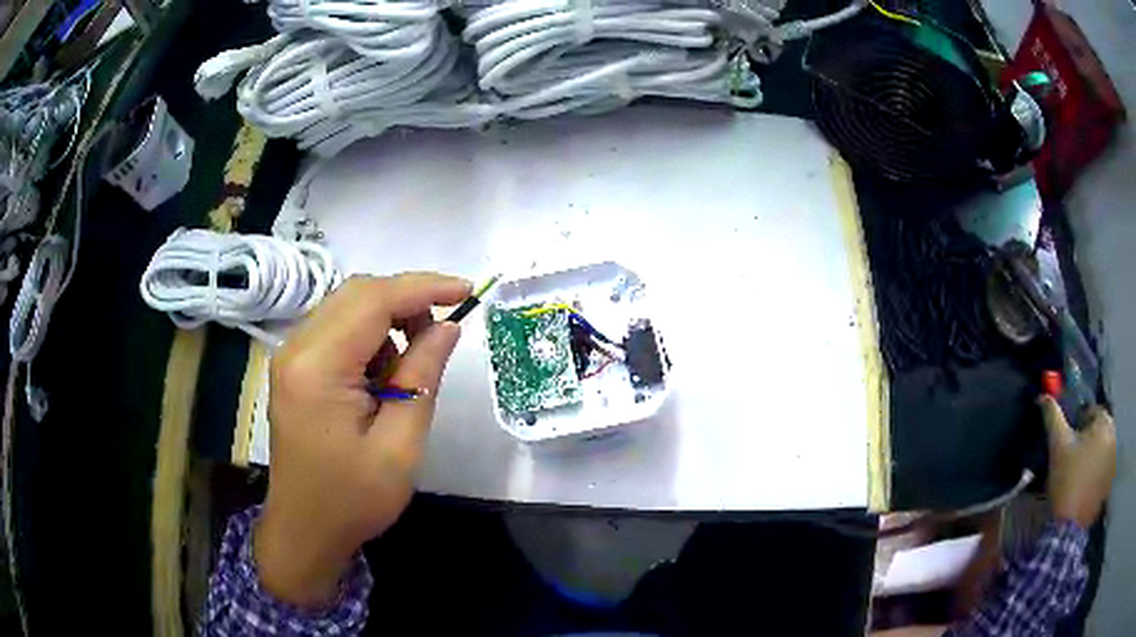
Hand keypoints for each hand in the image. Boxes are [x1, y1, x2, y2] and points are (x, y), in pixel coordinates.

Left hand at [254, 273, 470, 606]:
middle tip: (441, 333)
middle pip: (357, 294)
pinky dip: (369, 338)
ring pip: (347, 307)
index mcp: (318, 368)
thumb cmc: (352, 500)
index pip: (373, 300)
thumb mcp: (399, 446)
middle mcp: (296, 349)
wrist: (305, 530)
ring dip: (387, 321)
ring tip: (409, 369)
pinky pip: (337, 330)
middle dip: (406, 301)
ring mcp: (291, 356)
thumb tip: (447, 327)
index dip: (423, 287)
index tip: (467, 291)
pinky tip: (381, 378)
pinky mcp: (295, 368)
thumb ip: (422, 378)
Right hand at [1039, 396, 1116, 528]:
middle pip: (1098, 431)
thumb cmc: (1067, 480)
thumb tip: (1043, 397)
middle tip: (1072, 460)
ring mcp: (1113, 461)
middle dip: (1087, 441)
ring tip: (1078, 476)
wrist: (1069, 527)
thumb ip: (1053, 417)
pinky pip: (1103, 470)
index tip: (1067, 442)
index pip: (1091, 412)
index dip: (1077, 424)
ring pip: (1101, 451)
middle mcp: (1114, 435)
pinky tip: (1085, 488)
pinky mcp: (1110, 482)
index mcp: (1105, 421)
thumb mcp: (1058, 446)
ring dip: (1092, 457)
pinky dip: (1096, 474)